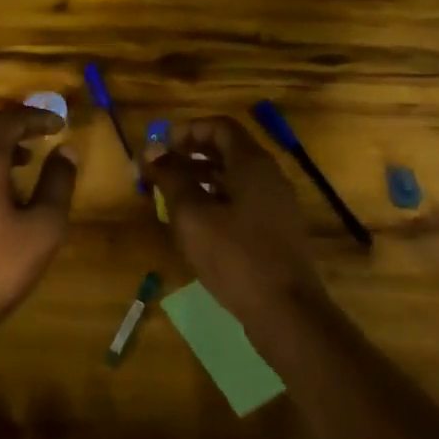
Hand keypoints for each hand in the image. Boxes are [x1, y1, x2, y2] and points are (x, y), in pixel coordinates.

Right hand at [142, 116, 327, 326]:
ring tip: (170, 197)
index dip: (188, 130)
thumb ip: (171, 178)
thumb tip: (152, 150)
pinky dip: (217, 201)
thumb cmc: (235, 256)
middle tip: (160, 170)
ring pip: (235, 178)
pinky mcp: (276, 230)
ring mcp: (276, 204)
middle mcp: (269, 176)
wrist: (286, 311)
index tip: (160, 146)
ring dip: (201, 179)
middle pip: (228, 150)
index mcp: (252, 164)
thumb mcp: (193, 215)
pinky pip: (243, 201)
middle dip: (191, 155)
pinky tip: (196, 224)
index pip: (220, 127)